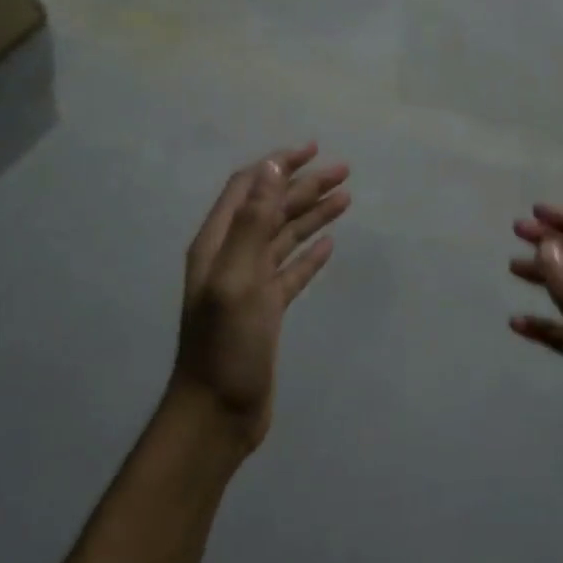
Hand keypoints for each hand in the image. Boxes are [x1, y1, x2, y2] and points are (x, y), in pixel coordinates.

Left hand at [172, 144, 349, 453]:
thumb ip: (252, 222)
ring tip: (346, 198)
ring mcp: (250, 284)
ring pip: (284, 237)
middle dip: (305, 186)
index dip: (278, 165)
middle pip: (271, 209)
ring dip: (312, 215)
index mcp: (218, 243)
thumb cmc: (225, 345)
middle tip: (344, 171)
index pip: (248, 188)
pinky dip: (310, 254)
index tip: (312, 149)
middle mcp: (232, 257)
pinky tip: (329, 245)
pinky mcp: (267, 310)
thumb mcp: (237, 278)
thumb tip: (271, 167)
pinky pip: (291, 271)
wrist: (217, 413)